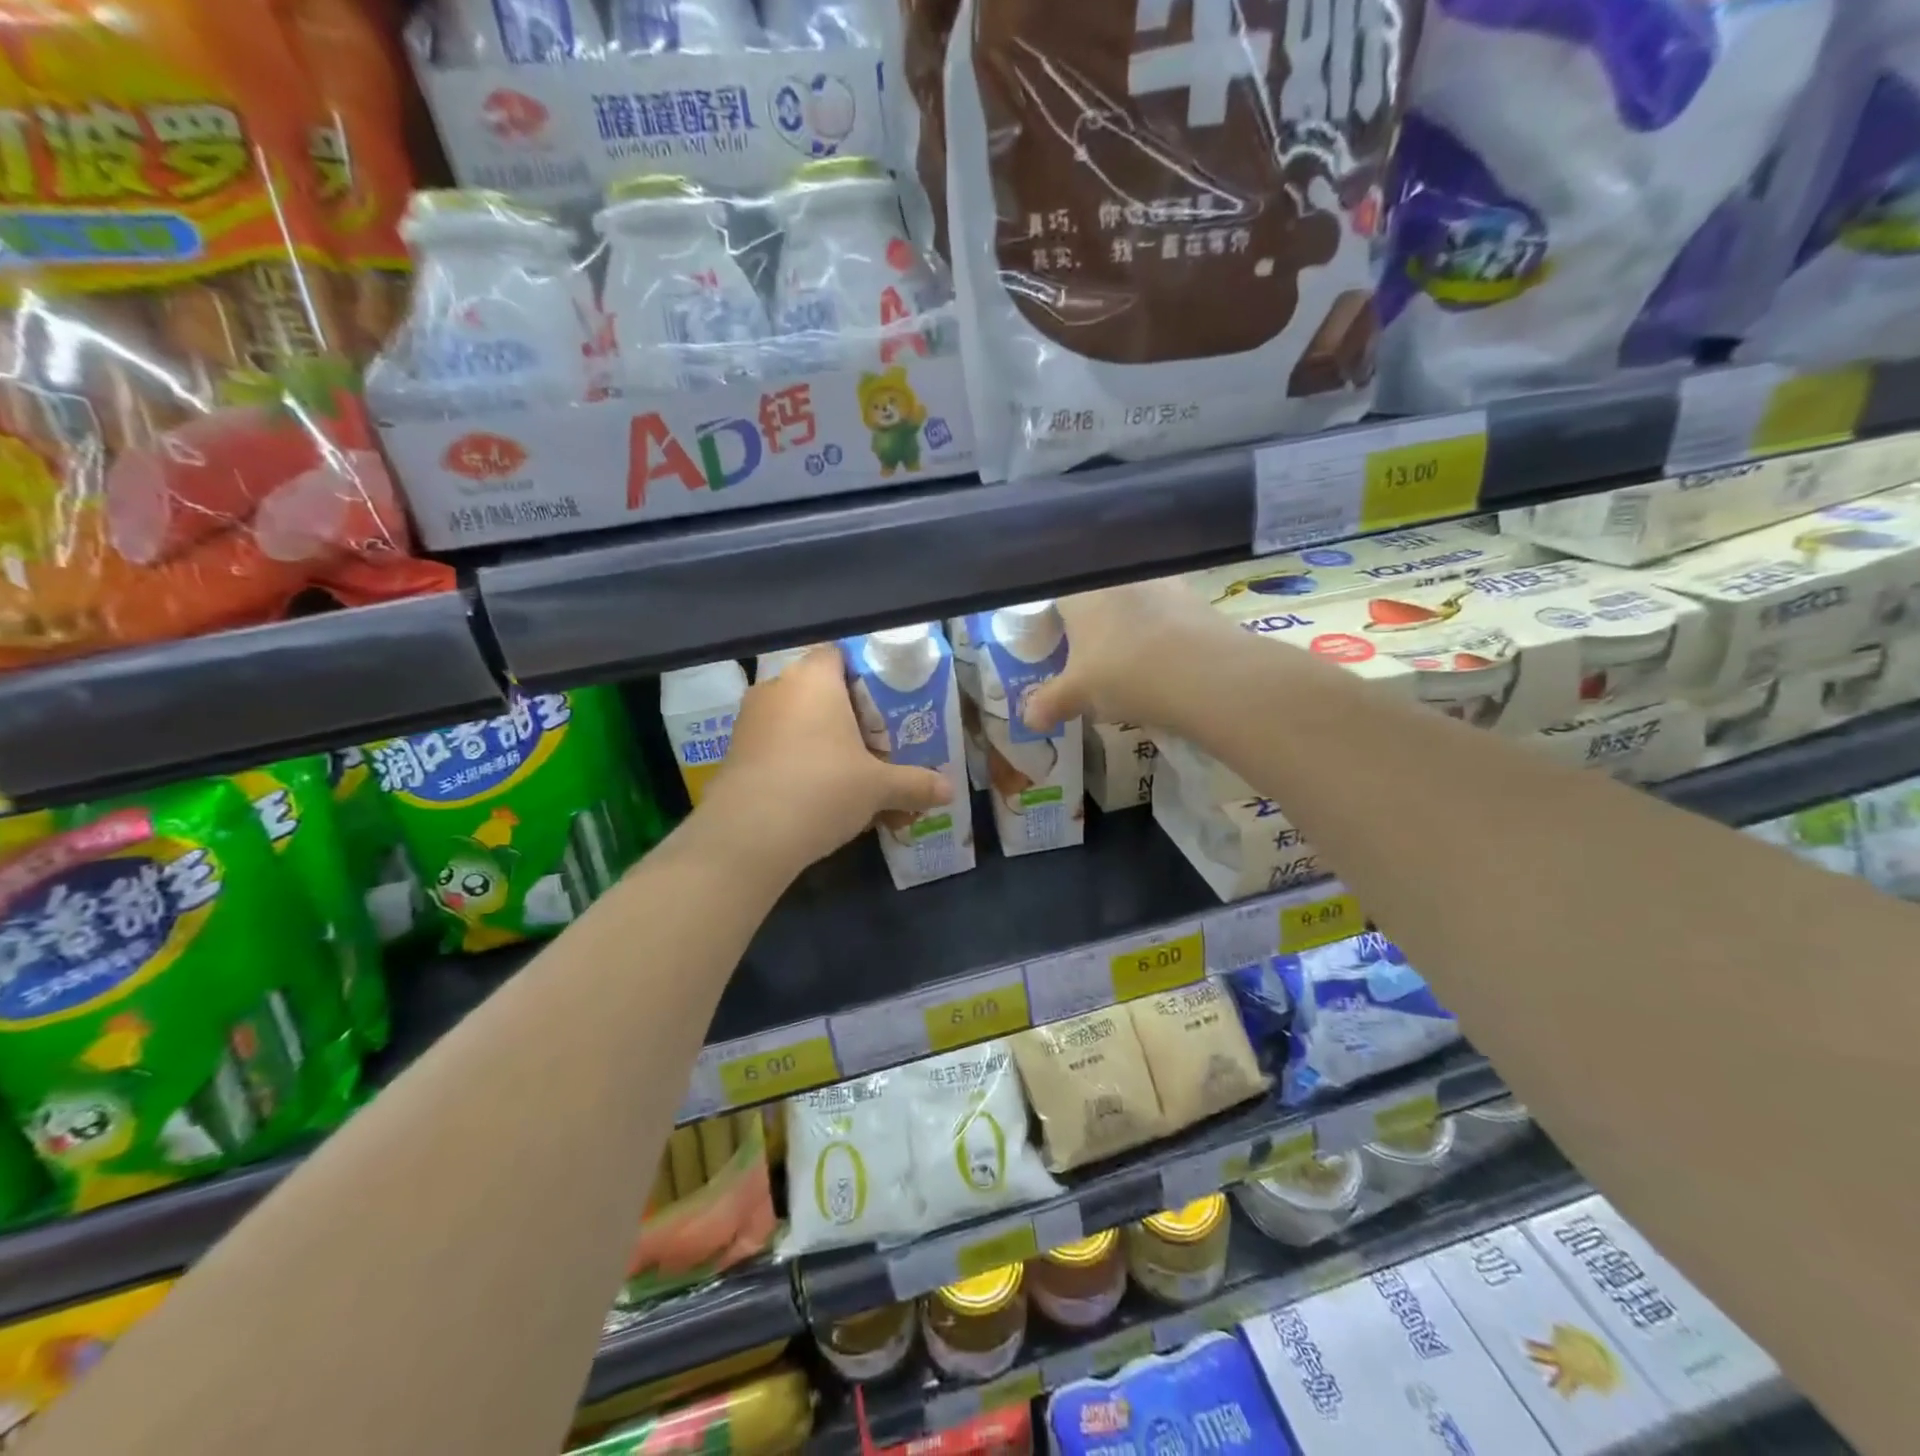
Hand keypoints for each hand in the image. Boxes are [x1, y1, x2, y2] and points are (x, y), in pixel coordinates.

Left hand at [703, 645, 950, 873]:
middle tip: (874, 747)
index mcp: (813, 679)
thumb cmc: (823, 789)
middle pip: (818, 691)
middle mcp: (777, 689)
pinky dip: (798, 765)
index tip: (883, 706)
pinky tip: (819, 799)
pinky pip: (776, 748)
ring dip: (822, 745)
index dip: (862, 675)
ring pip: (797, 723)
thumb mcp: (878, 787)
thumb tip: (949, 791)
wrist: (748, 835)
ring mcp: (750, 721)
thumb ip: (915, 784)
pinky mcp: (735, 754)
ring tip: (851, 779)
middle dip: (847, 718)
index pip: (837, 655)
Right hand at [1022, 579, 1232, 730]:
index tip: (1056, 648)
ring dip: (1129, 628)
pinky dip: (1161, 634)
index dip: (1053, 622)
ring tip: (1131, 665)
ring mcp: (1160, 582)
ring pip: (1133, 603)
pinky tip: (1164, 662)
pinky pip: (1166, 614)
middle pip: (1095, 598)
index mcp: (1079, 590)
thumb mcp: (1077, 694)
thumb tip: (1027, 718)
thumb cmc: (1122, 672)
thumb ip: (1048, 702)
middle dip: (1092, 627)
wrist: (1204, 671)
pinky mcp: (1194, 597)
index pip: (1055, 596)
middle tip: (1091, 662)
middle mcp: (1116, 576)